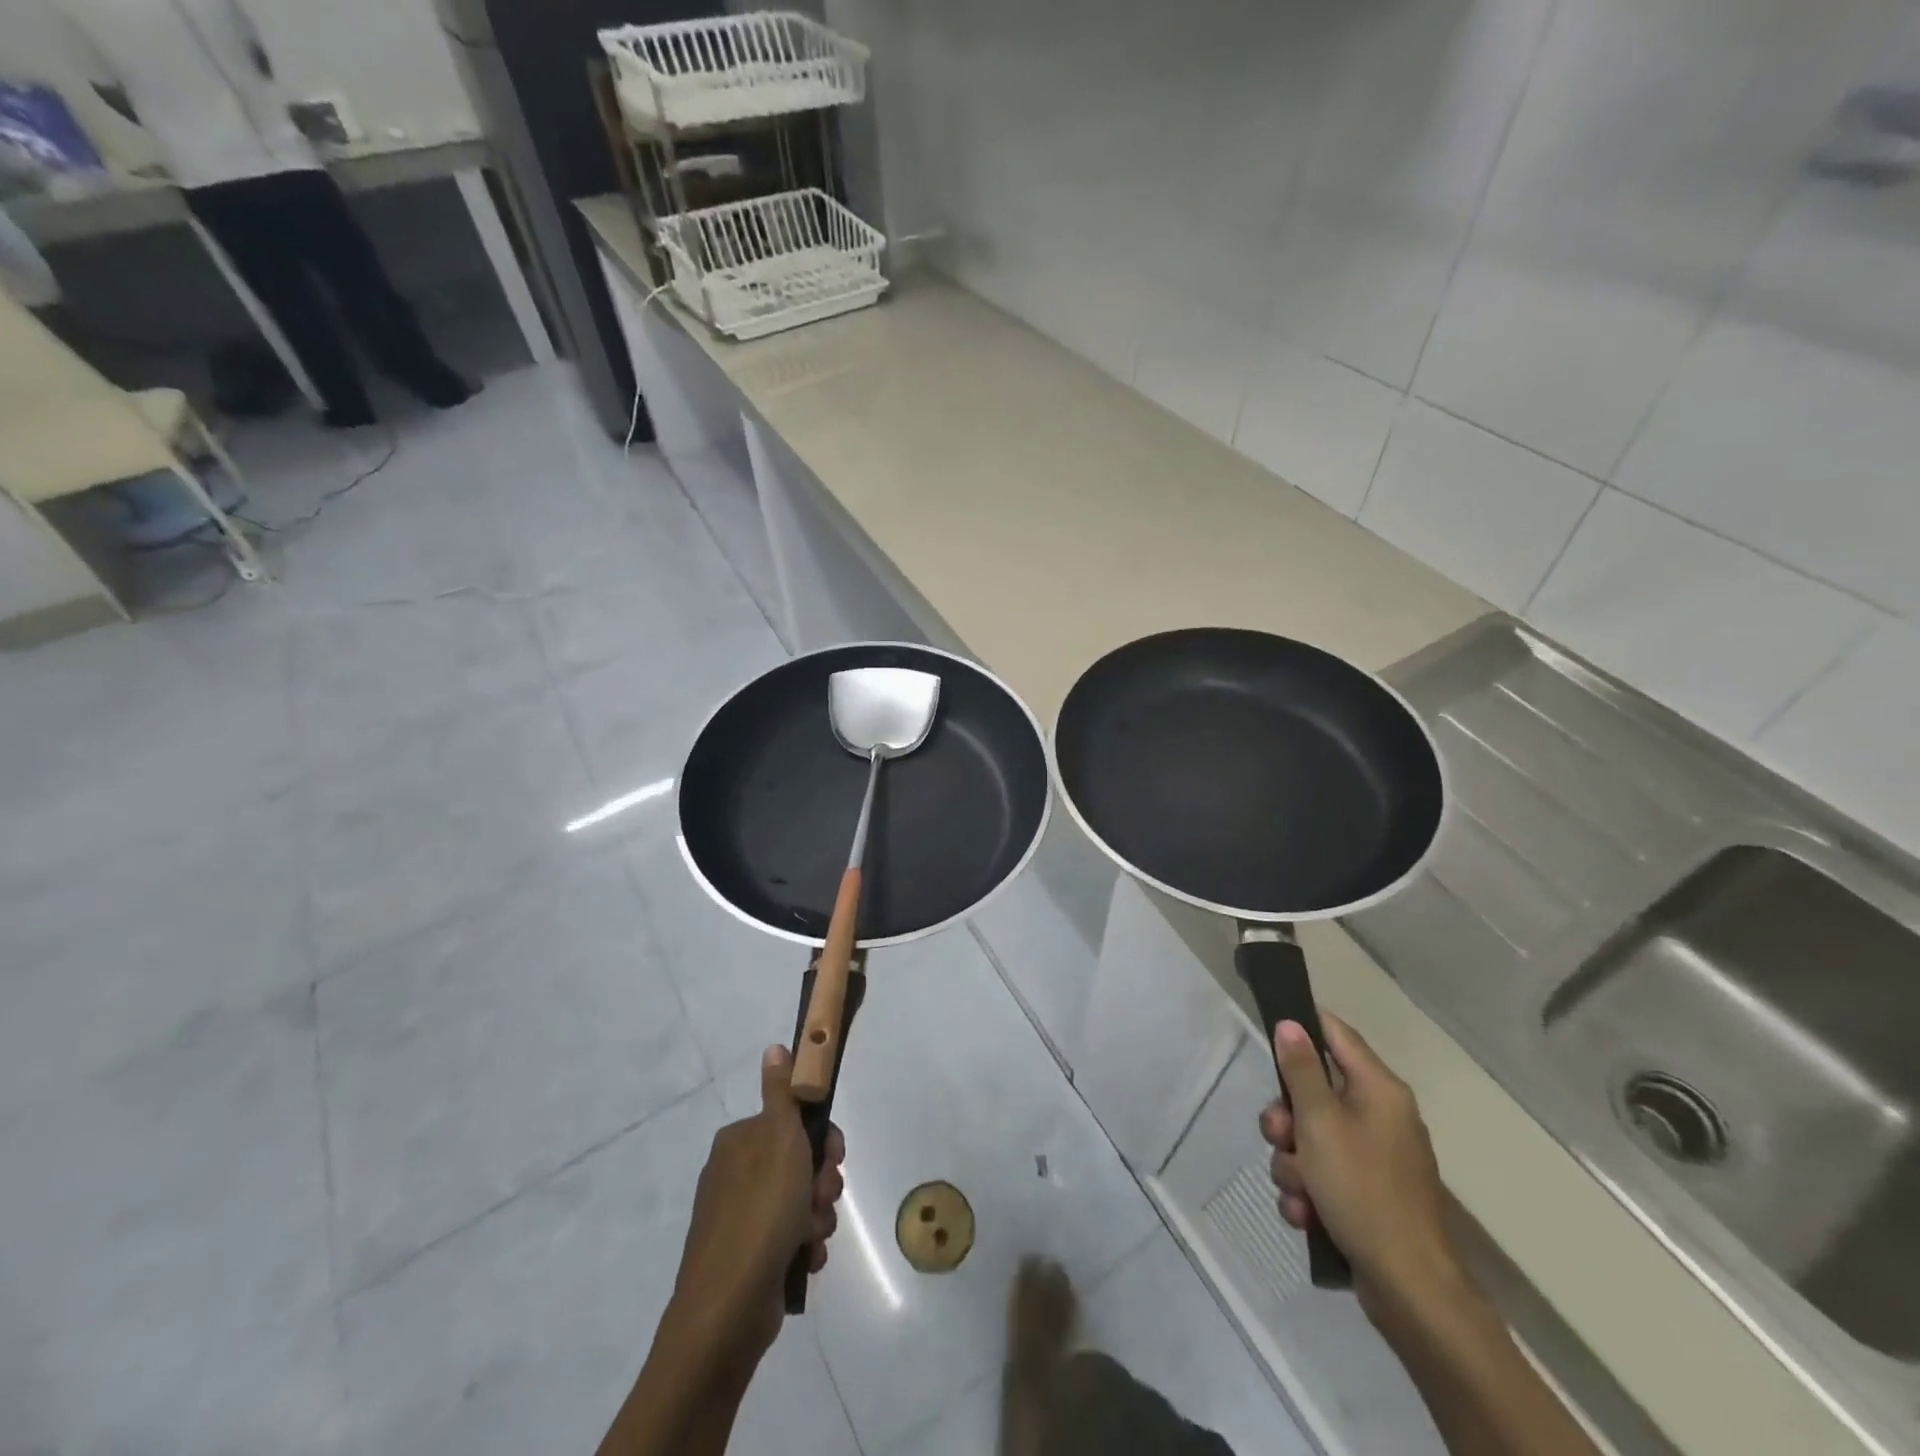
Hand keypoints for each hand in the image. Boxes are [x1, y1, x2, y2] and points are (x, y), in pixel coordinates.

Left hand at [670, 1045, 844, 1368]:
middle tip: (822, 1200)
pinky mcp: (746, 1257)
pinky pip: (789, 1239)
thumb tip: (774, 1047)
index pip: (795, 1122)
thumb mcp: (779, 1139)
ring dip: (816, 1218)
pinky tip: (803, 1260)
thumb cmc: (761, 1212)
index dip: (822, 1140)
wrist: (727, 1310)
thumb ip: (782, 1093)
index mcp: (740, 1141)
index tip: (833, 1158)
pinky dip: (802, 1246)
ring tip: (811, 1237)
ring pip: (799, 1203)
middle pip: (800, 1163)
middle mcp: (736, 1174)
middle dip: (821, 1183)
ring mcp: (739, 1218)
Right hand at [1258, 1014, 1463, 1328]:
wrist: (1409, 1289)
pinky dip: (1308, 1192)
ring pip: (1310, 1138)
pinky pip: (1321, 1175)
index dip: (1303, 1025)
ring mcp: (1374, 1158)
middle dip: (1286, 1118)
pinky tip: (1306, 1215)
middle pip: (1314, 1092)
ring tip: (1299, 1191)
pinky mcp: (1366, 1194)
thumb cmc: (1363, 1190)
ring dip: (1293, 1163)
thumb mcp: (1320, 1123)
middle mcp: (1380, 1116)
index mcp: (1379, 1090)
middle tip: (1279, 1136)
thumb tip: (1291, 1023)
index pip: (1337, 1034)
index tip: (1269, 1028)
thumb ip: (1301, 1071)